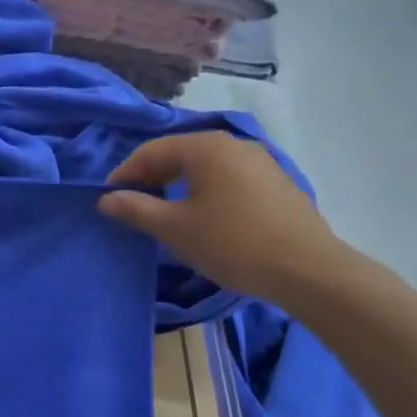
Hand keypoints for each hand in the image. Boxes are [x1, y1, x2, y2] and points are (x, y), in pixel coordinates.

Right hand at [98, 132, 346, 306]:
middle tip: (134, 207)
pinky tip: (204, 219)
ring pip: (205, 168)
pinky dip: (206, 192)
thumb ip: (136, 209)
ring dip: (178, 186)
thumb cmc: (232, 243)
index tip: (109, 200)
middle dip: (151, 178)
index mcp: (206, 147)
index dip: (125, 174)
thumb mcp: (174, 228)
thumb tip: (106, 199)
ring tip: (165, 215)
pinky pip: (228, 179)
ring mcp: (261, 162)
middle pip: (179, 154)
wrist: (310, 271)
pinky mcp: (277, 184)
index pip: (151, 151)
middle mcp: (234, 144)